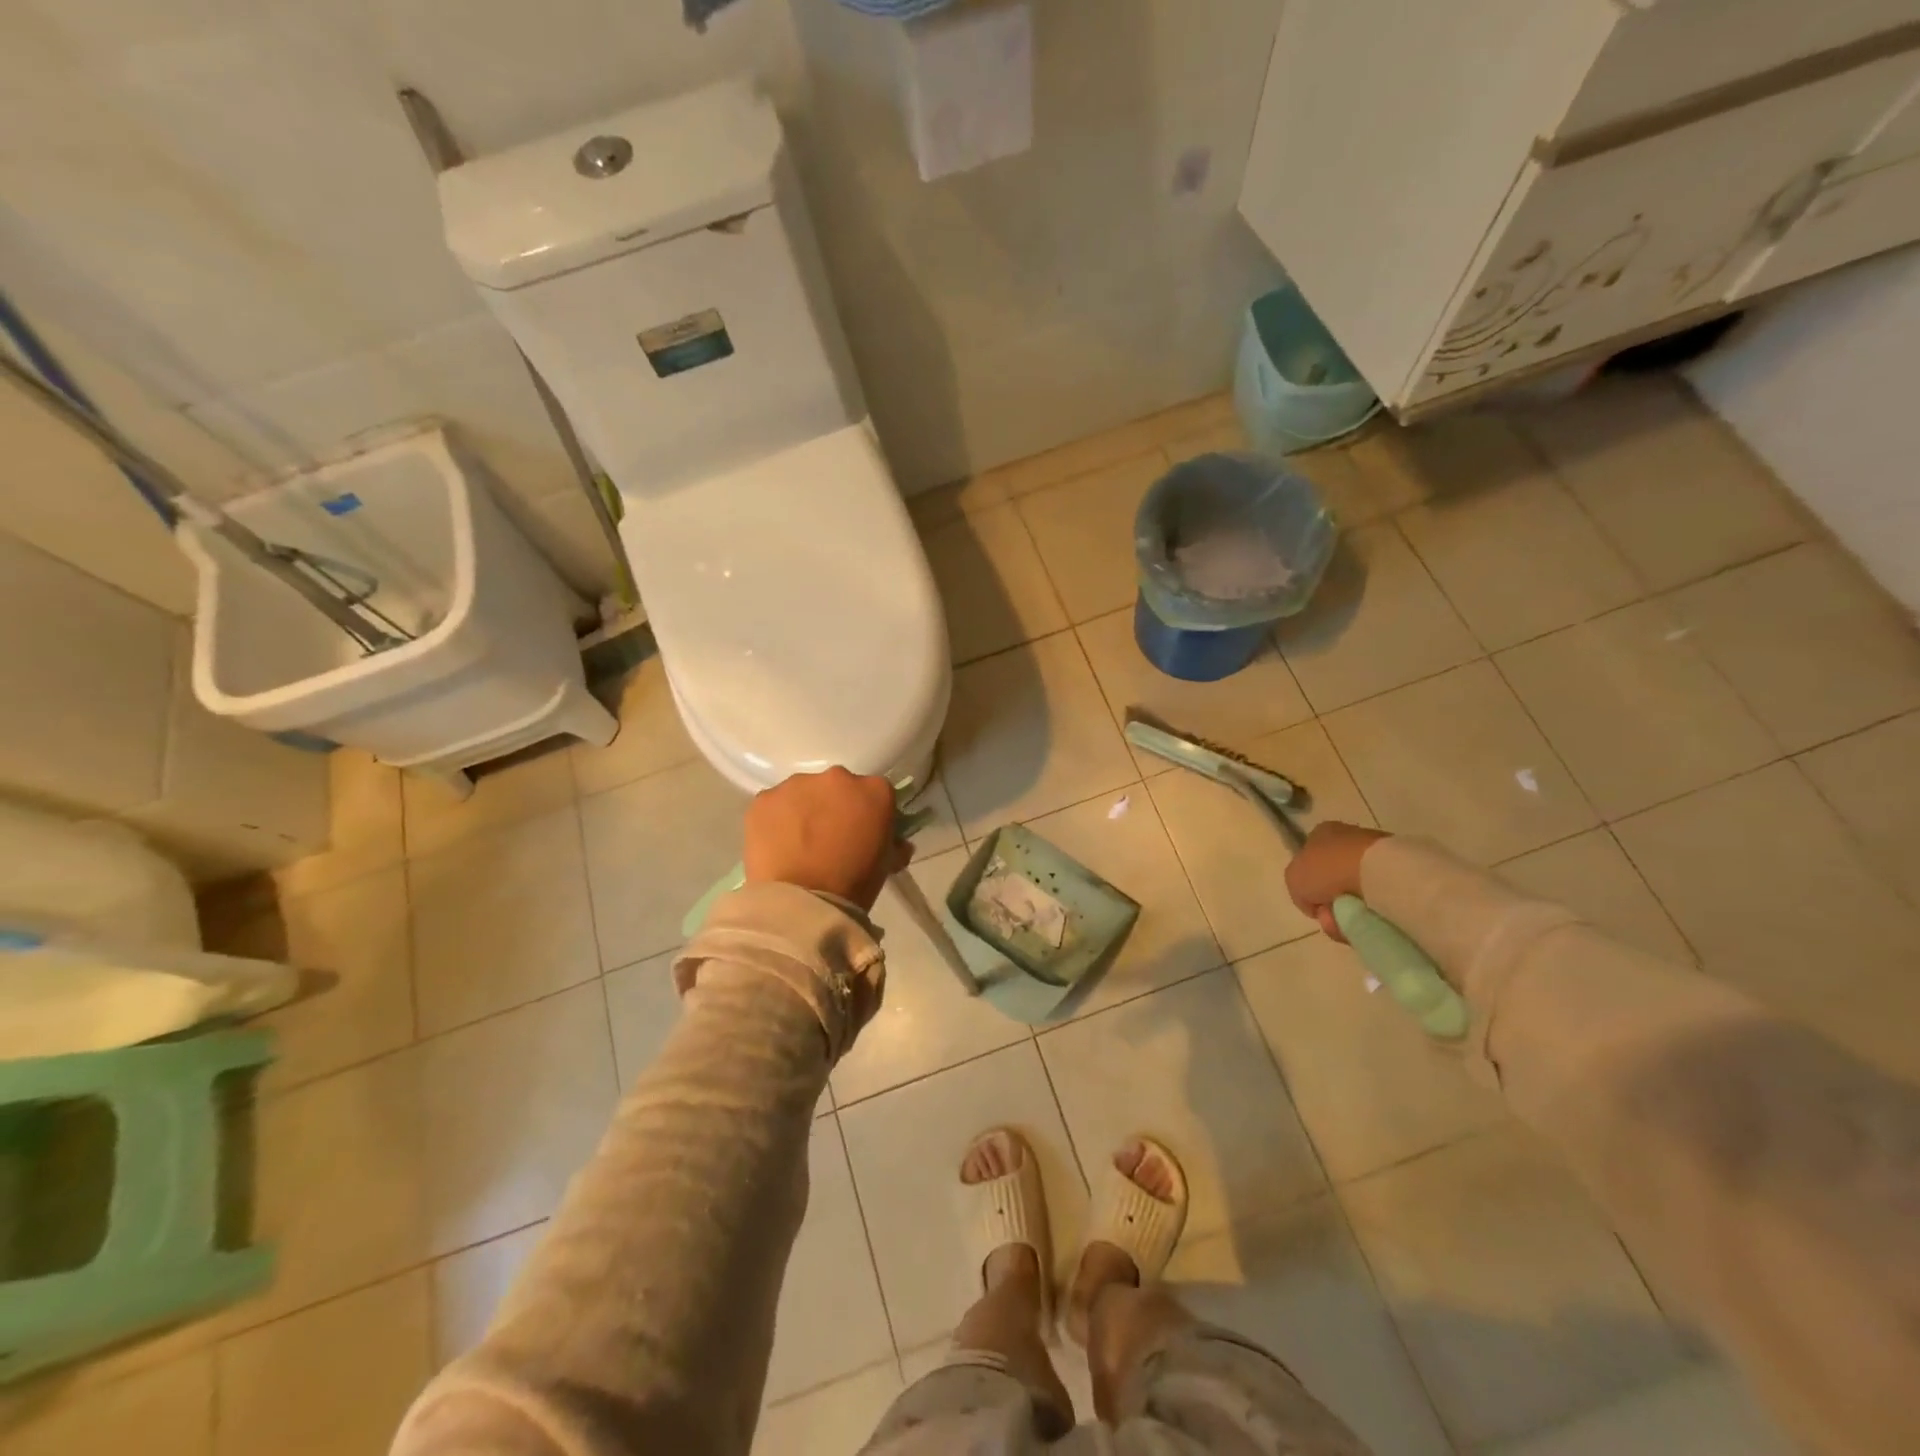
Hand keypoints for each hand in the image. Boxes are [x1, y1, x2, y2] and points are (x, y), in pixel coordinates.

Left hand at [744, 767, 911, 912]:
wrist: (804, 902)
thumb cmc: (854, 884)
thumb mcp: (887, 865)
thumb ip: (894, 845)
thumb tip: (897, 844)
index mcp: (874, 790)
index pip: (876, 793)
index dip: (868, 812)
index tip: (862, 832)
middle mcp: (837, 778)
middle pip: (837, 787)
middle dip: (834, 806)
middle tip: (828, 838)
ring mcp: (797, 785)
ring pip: (803, 793)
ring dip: (803, 811)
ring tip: (798, 844)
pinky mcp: (764, 799)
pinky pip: (774, 806)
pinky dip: (775, 821)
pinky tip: (777, 846)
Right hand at [1285, 821, 1390, 941]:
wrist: (1376, 871)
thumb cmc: (1327, 868)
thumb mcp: (1293, 878)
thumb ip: (1298, 889)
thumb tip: (1318, 904)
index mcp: (1322, 833)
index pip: (1310, 861)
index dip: (1309, 886)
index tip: (1315, 903)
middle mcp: (1348, 840)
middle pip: (1333, 881)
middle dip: (1331, 903)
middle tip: (1331, 917)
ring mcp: (1374, 855)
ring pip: (1355, 892)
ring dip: (1349, 911)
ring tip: (1350, 921)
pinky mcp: (1397, 871)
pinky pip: (1376, 898)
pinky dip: (1371, 911)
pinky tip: (1369, 917)